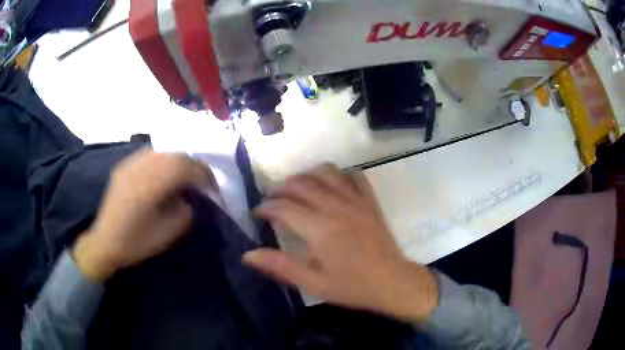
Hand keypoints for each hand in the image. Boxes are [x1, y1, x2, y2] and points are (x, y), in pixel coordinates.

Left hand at [73, 149, 212, 280]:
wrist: (105, 242)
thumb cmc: (136, 243)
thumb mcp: (168, 233)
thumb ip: (185, 210)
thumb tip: (190, 196)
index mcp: (150, 186)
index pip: (183, 166)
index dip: (202, 173)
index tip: (212, 186)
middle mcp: (139, 168)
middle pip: (174, 154)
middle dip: (192, 164)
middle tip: (201, 180)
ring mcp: (129, 164)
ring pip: (161, 150)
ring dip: (178, 160)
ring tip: (184, 175)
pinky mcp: (123, 167)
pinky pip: (148, 154)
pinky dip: (163, 160)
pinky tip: (164, 173)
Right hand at [243, 164, 438, 322]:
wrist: (392, 282)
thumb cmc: (352, 287)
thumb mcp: (313, 283)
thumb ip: (280, 266)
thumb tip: (248, 255)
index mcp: (320, 230)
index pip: (284, 207)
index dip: (266, 207)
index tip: (258, 213)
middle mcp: (336, 208)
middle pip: (302, 184)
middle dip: (280, 187)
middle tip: (272, 199)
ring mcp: (356, 201)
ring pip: (326, 173)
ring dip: (306, 175)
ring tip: (296, 187)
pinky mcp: (370, 201)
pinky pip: (354, 176)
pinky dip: (338, 175)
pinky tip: (331, 184)